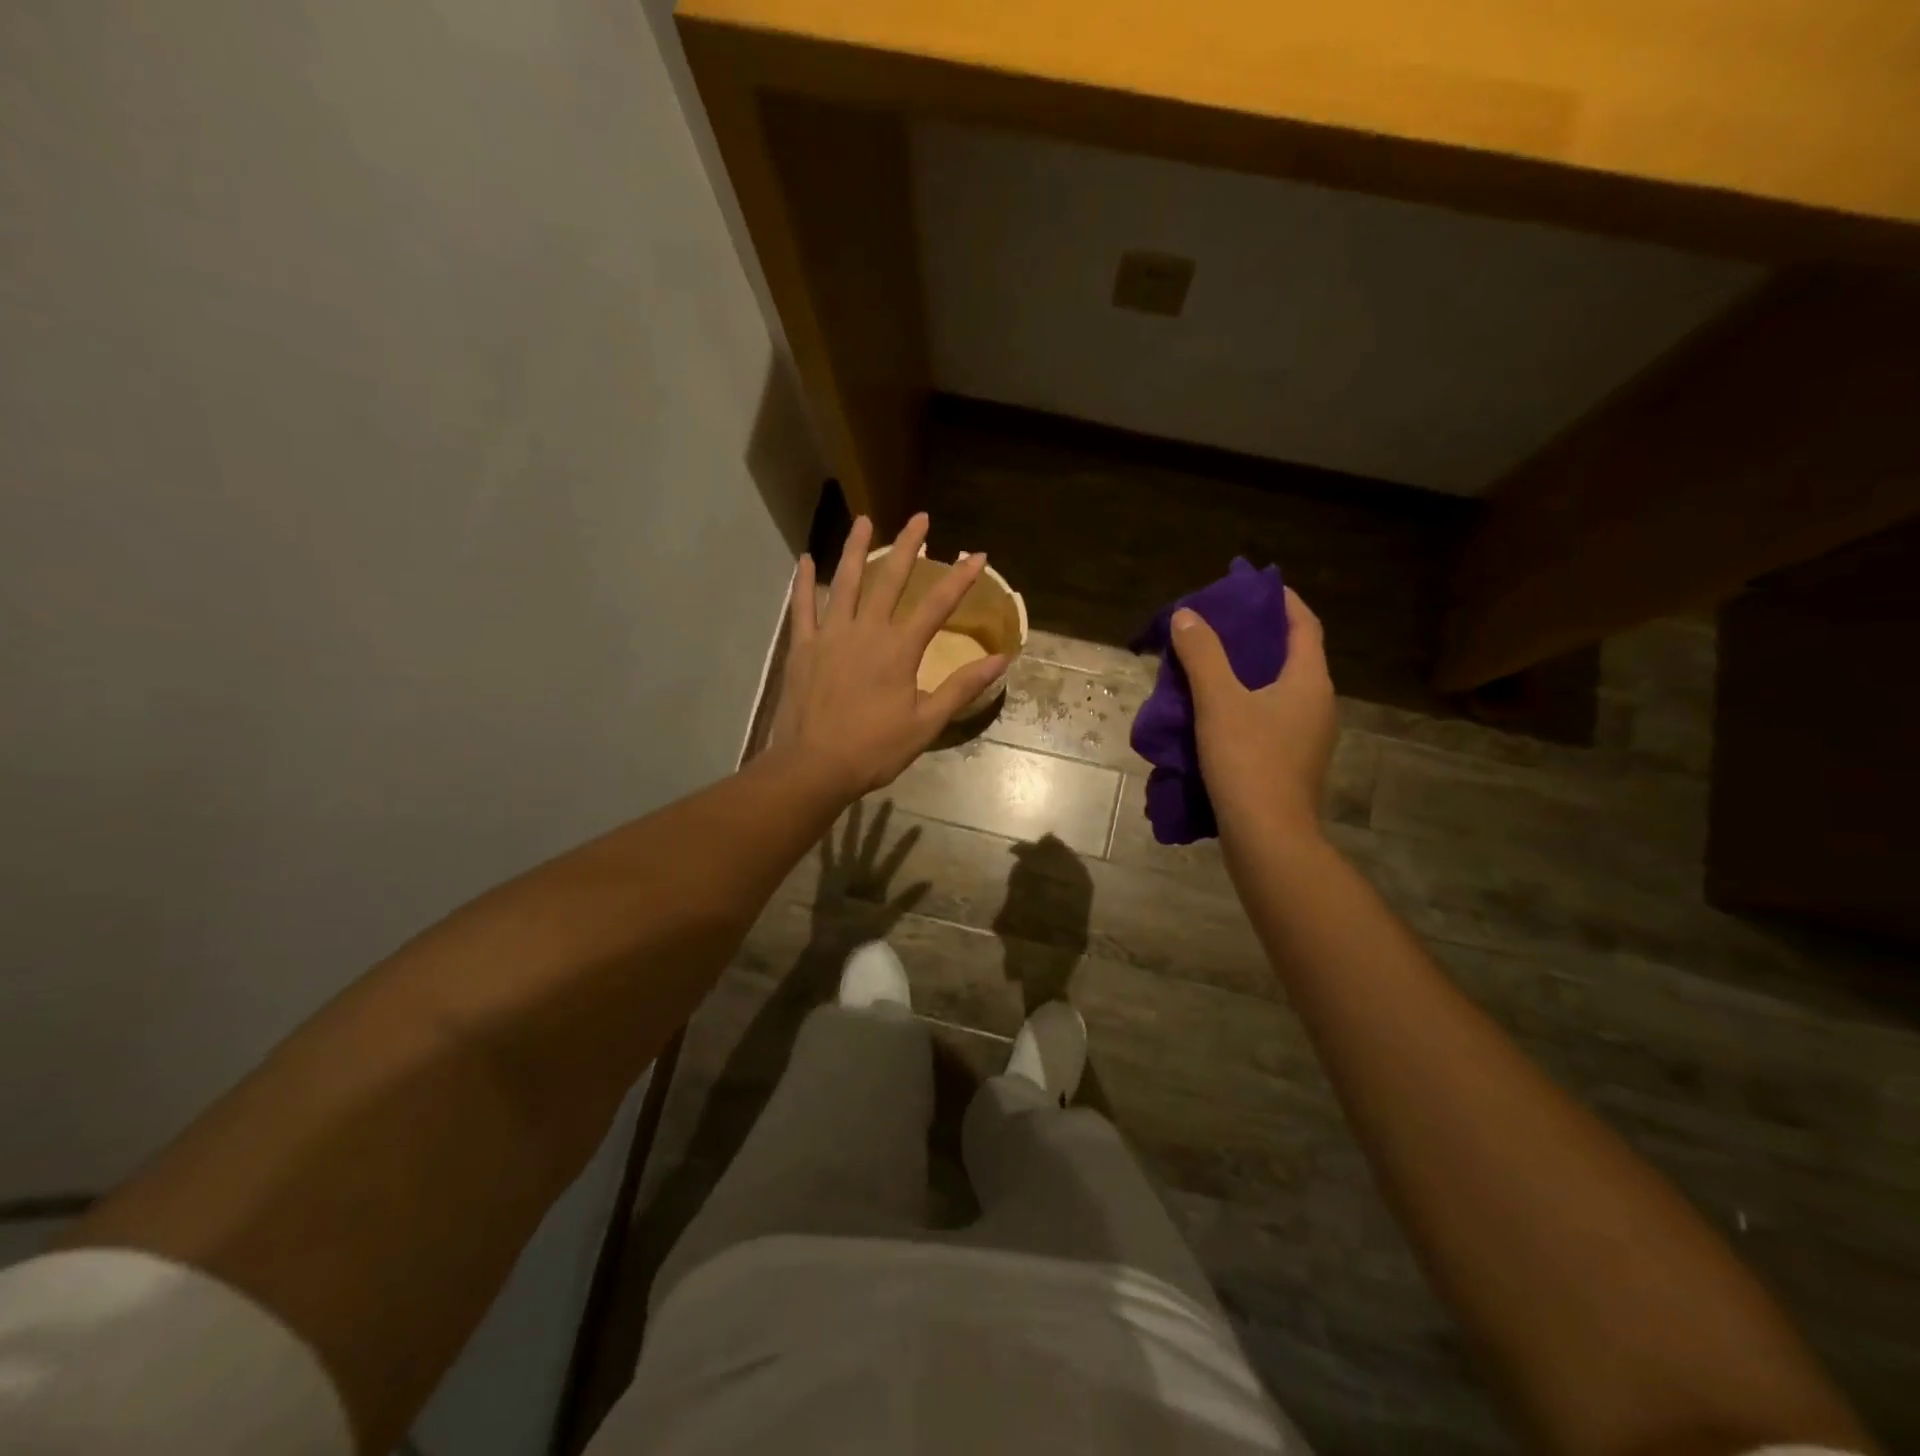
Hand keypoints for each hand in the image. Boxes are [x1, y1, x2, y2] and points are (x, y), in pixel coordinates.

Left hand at [766, 512, 1006, 801]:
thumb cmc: (874, 750)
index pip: (937, 606)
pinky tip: (806, 559)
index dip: (960, 579)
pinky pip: (803, 607)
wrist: (814, 767)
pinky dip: (803, 583)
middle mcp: (865, 631)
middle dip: (908, 547)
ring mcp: (830, 635)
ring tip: (865, 520)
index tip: (977, 556)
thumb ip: (961, 688)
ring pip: (845, 583)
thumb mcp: (926, 724)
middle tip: (920, 517)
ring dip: (856, 549)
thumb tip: (1000, 660)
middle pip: (890, 580)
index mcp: (899, 650)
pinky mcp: (803, 648)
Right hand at [1169, 587, 1335, 841]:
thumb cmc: (1248, 761)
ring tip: (1207, 664)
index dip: (1281, 601)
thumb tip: (1187, 615)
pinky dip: (1244, 703)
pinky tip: (1211, 711)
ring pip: (1277, 689)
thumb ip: (1203, 654)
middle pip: (1290, 656)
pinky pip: (1268, 717)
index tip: (1252, 586)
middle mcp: (1317, 704)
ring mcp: (1306, 737)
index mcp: (1309, 681)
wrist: (1268, 837)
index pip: (1304, 625)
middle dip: (1256, 637)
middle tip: (1217, 625)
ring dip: (1246, 672)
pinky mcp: (1290, 762)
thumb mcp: (1219, 701)